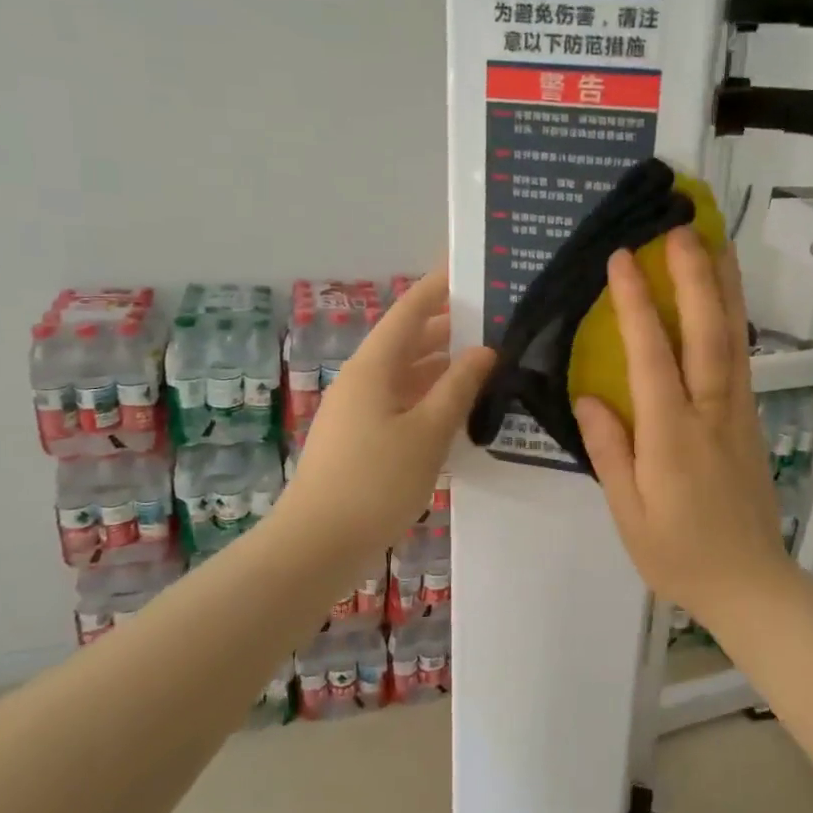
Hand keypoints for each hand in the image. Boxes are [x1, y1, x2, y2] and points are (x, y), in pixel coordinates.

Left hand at [278, 269, 494, 563]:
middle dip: (447, 329)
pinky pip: (400, 404)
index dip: (436, 289)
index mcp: (373, 368)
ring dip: (441, 368)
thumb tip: (484, 350)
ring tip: (487, 364)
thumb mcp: (428, 432)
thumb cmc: (376, 481)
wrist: (319, 544)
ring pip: (405, 376)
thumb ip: (458, 387)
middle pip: (407, 343)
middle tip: (494, 322)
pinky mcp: (361, 440)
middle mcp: (362, 381)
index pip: (409, 313)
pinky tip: (459, 412)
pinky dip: (429, 399)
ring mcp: (358, 412)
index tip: (466, 269)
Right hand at [574, 228, 798, 622]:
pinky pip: (741, 359)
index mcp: (672, 435)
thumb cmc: (679, 555)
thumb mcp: (628, 513)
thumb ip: (610, 451)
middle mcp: (711, 412)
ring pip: (734, 339)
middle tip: (682, 227)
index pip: (652, 355)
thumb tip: (589, 396)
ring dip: (724, 287)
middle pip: (707, 332)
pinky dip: (733, 320)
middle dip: (694, 276)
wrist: (750, 583)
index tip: (622, 259)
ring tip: (716, 243)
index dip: (635, 304)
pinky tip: (725, 301)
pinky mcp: (750, 421)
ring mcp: (738, 413)